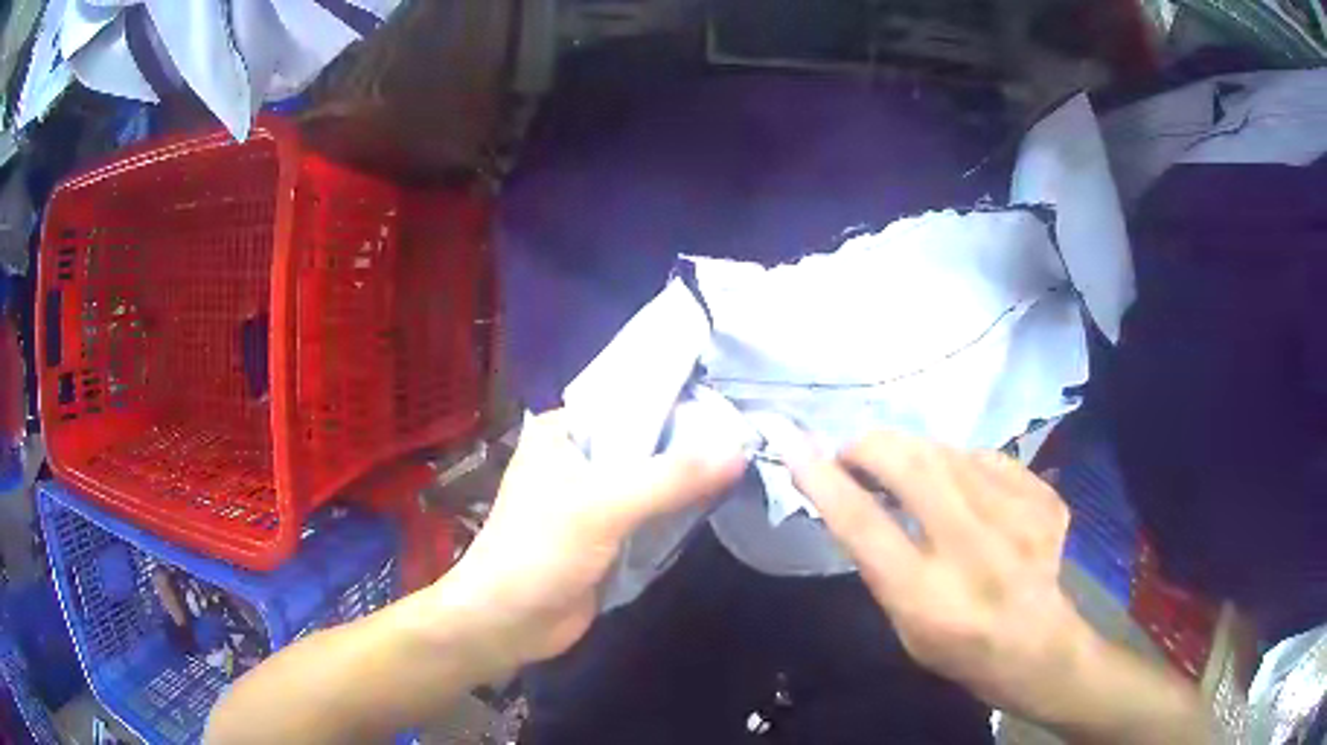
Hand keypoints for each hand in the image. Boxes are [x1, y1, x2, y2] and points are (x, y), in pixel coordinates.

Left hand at [432, 409, 744, 670]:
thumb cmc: (540, 552)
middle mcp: (582, 456)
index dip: (682, 396)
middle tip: (755, 430)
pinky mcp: (612, 534)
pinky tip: (725, 497)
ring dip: (693, 476)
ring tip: (753, 457)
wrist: (509, 623)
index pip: (632, 398)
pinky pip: (656, 512)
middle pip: (649, 439)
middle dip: (695, 440)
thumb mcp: (603, 506)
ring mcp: (598, 498)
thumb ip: (670, 478)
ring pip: (656, 478)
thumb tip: (740, 449)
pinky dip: (684, 508)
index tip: (736, 395)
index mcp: (566, 431)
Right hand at [786, 431, 1095, 719]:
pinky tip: (965, 488)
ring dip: (915, 453)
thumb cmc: (957, 646)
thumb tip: (852, 492)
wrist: (1038, 647)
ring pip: (949, 450)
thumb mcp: (902, 623)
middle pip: (911, 466)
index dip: (823, 480)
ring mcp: (1018, 518)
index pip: (863, 525)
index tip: (794, 447)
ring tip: (910, 472)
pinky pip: (988, 458)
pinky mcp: (1045, 500)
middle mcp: (973, 551)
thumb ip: (880, 560)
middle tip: (856, 454)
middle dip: (870, 446)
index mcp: (926, 596)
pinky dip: (963, 464)